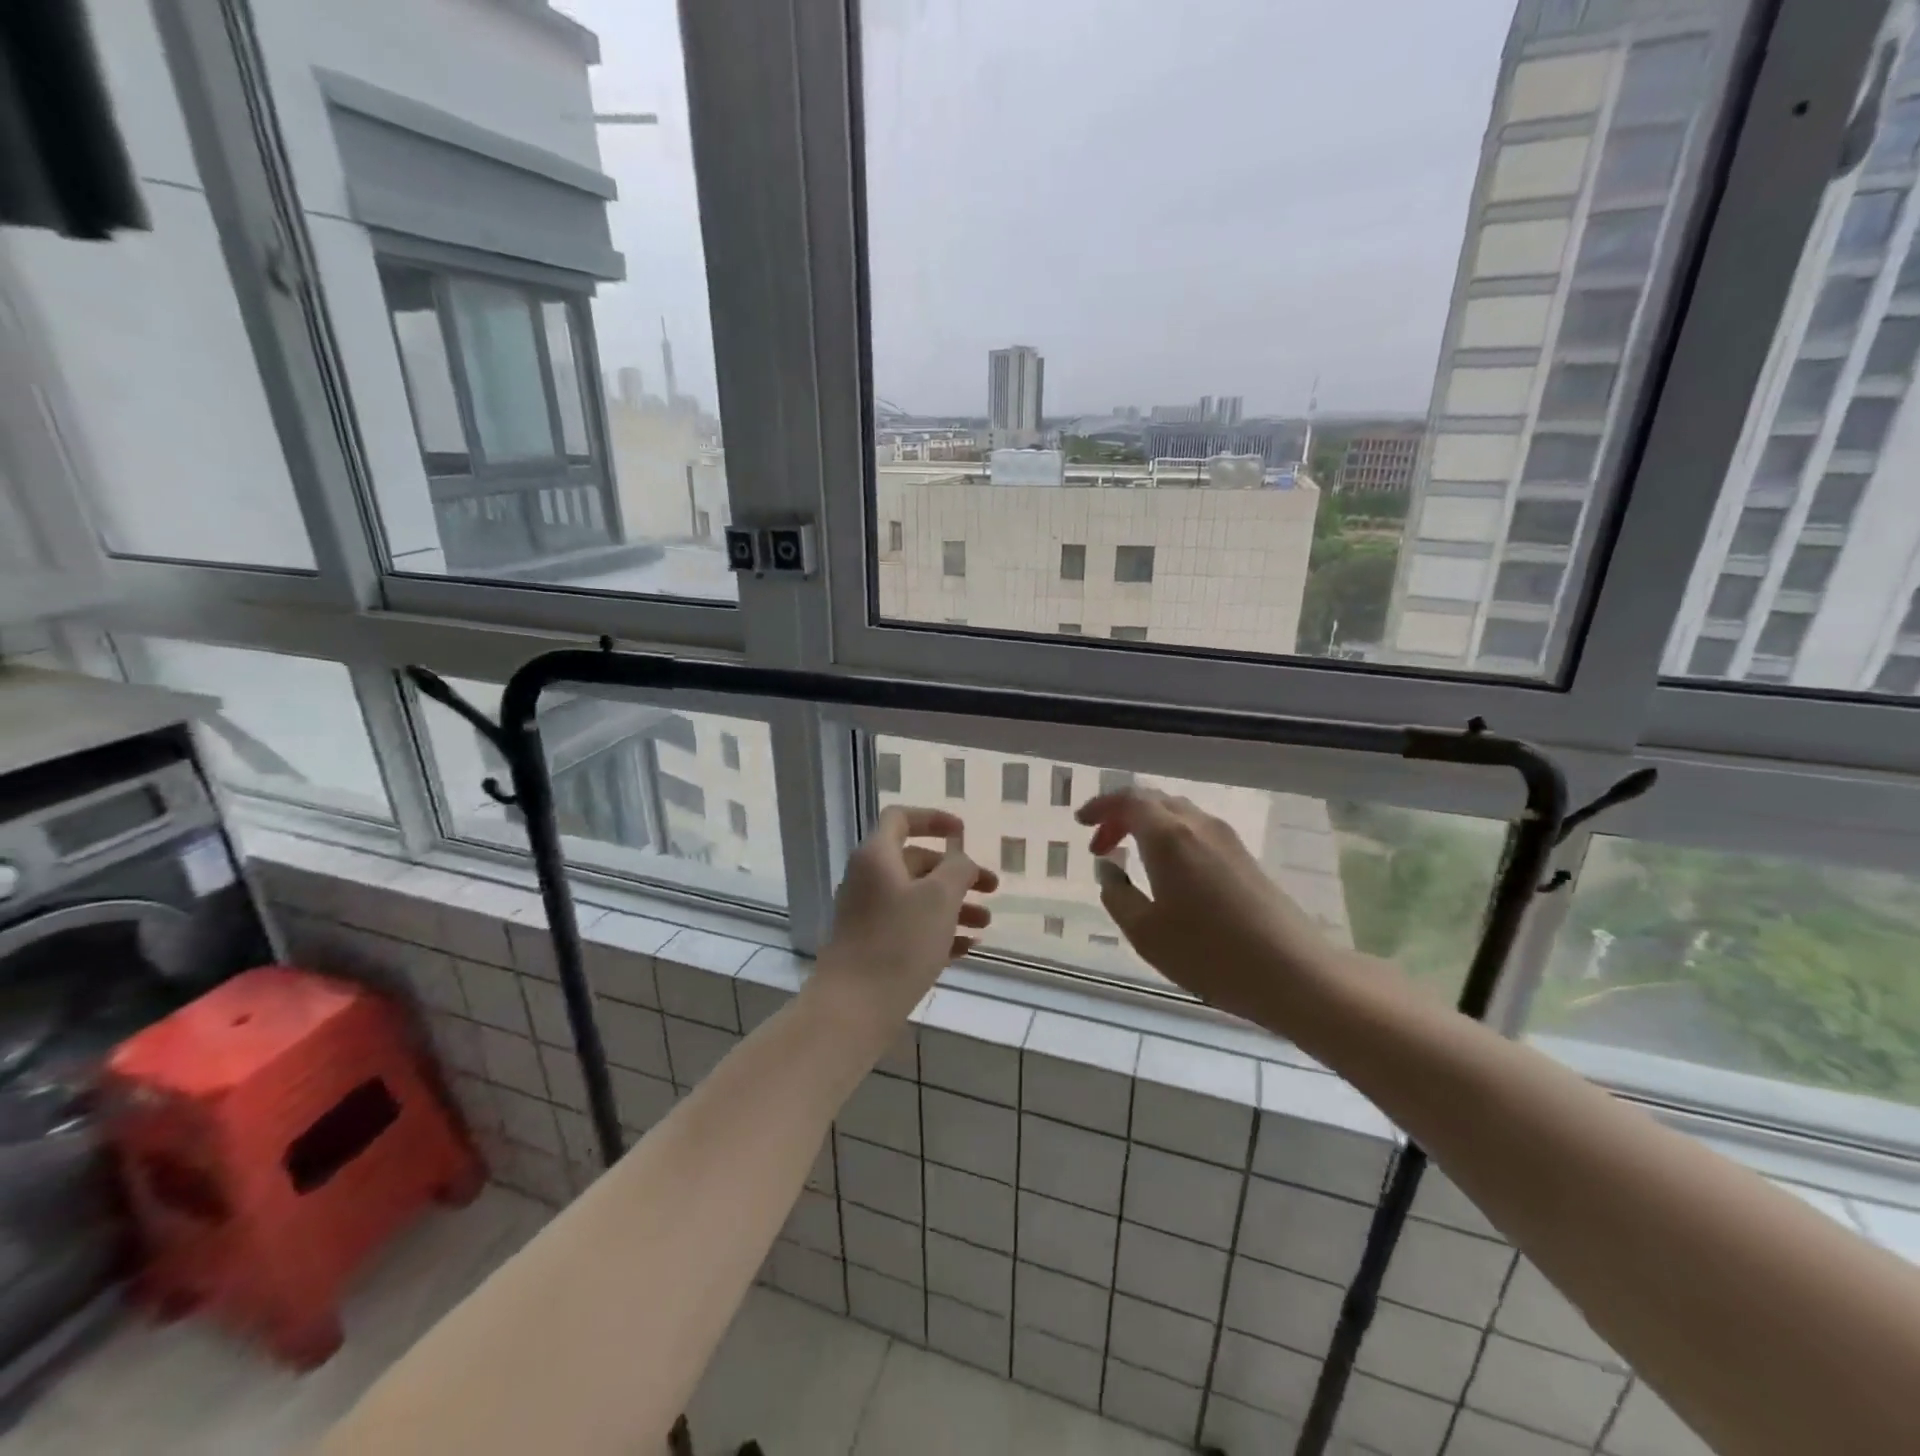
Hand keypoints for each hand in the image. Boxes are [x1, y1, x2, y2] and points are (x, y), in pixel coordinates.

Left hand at [812, 807, 996, 1039]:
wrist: (854, 1006)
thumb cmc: (900, 942)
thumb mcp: (940, 898)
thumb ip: (958, 869)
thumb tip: (960, 861)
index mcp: (877, 856)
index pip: (902, 818)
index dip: (933, 819)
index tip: (963, 832)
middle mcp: (869, 879)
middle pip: (916, 862)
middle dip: (957, 873)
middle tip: (991, 889)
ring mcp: (868, 914)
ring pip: (917, 898)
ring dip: (954, 905)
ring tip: (985, 924)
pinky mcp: (873, 945)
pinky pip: (910, 927)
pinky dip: (938, 930)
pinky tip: (967, 947)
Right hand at [1077, 787, 1351, 1025]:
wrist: (1292, 973)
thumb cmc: (1208, 954)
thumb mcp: (1145, 932)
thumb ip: (1117, 895)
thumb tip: (1109, 869)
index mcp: (1168, 837)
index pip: (1128, 800)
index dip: (1101, 806)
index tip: (1080, 823)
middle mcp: (1197, 826)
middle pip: (1154, 800)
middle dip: (1121, 815)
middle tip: (1100, 843)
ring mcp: (1226, 839)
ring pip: (1177, 813)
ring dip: (1147, 825)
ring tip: (1129, 855)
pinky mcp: (1244, 857)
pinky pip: (1196, 830)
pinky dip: (1170, 837)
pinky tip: (1166, 871)